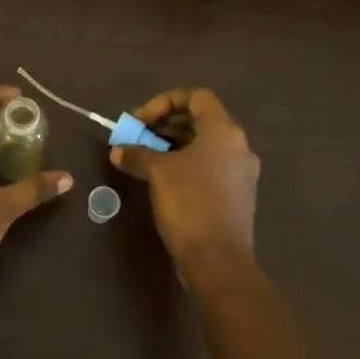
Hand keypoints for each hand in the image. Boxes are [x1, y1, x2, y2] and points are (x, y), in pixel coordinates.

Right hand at [111, 88, 259, 283]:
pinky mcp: (238, 195)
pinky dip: (186, 163)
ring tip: (146, 156)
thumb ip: (137, 154)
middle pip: (200, 119)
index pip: (196, 97)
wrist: (218, 261)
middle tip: (139, 136)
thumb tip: (118, 150)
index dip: (164, 102)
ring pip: (205, 144)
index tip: (140, 120)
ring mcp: (241, 172)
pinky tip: (163, 179)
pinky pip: (210, 165)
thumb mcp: (157, 173)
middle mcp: (238, 146)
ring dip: (174, 144)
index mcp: (224, 131)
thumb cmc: (189, 204)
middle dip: (166, 124)